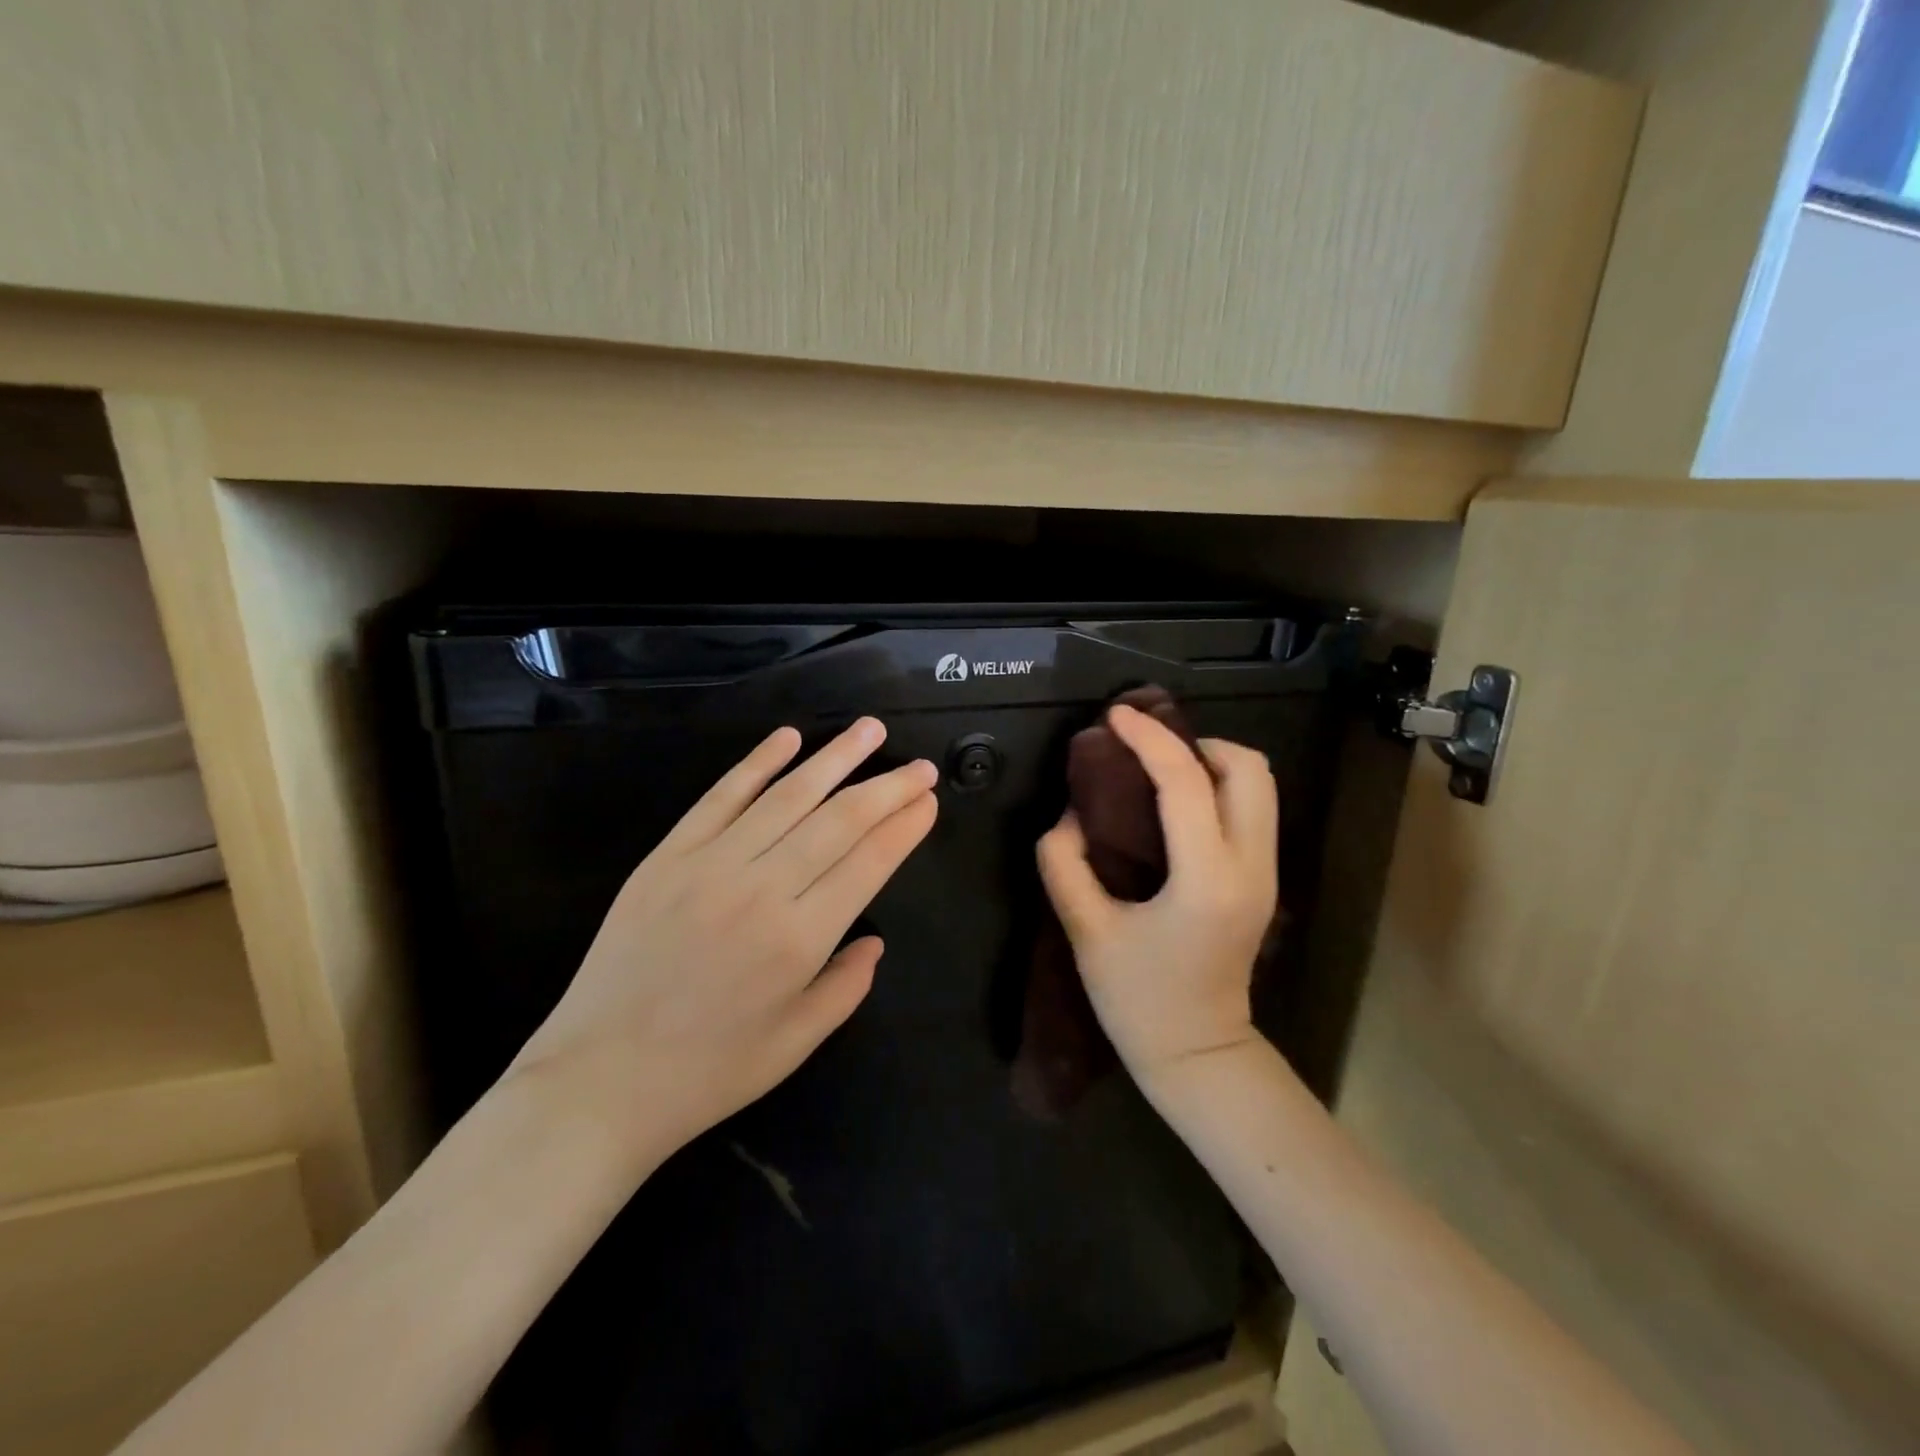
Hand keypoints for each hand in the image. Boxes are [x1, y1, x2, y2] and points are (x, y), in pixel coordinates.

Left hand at [509, 718, 938, 1164]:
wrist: (598, 1080)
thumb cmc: (708, 1072)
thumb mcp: (796, 1043)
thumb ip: (846, 986)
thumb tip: (875, 941)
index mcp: (800, 939)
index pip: (868, 861)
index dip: (904, 826)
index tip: (928, 800)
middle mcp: (761, 888)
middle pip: (839, 820)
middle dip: (887, 788)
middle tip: (920, 766)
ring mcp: (710, 864)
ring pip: (786, 796)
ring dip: (834, 758)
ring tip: (869, 730)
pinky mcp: (668, 855)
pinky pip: (720, 797)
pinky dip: (757, 763)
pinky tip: (787, 738)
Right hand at [1036, 704, 1275, 1087]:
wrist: (1198, 1055)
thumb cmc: (1137, 1000)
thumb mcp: (1086, 931)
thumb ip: (1065, 863)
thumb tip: (1072, 814)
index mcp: (1207, 880)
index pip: (1187, 783)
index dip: (1148, 740)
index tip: (1114, 718)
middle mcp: (1251, 867)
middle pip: (1249, 768)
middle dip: (1195, 744)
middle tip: (1146, 753)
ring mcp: (1266, 874)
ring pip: (1260, 785)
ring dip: (1211, 764)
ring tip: (1159, 773)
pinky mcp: (1263, 881)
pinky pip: (1252, 810)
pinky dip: (1218, 788)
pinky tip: (1176, 806)